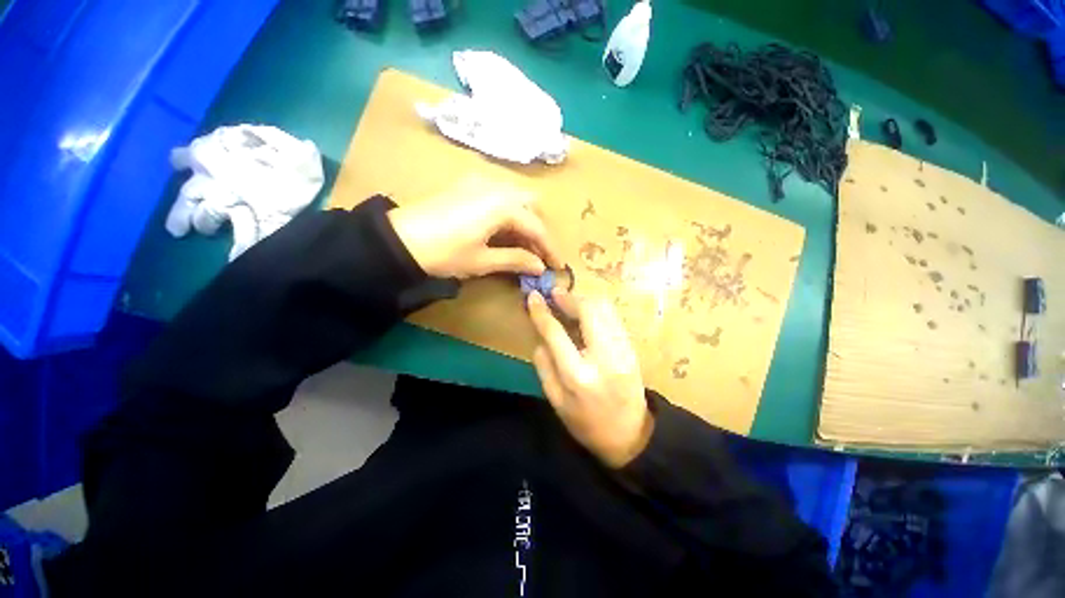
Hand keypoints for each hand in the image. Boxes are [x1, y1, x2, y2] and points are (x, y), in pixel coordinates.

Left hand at [387, 178, 562, 278]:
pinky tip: (502, 231)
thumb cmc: (444, 253)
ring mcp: (480, 181)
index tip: (557, 266)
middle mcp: (496, 186)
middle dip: (538, 230)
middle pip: (531, 205)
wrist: (399, 240)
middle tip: (537, 254)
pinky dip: (508, 213)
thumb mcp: (482, 261)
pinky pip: (499, 195)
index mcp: (503, 205)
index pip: (537, 227)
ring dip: (524, 221)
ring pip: (516, 198)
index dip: (550, 248)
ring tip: (521, 245)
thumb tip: (540, 267)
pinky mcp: (467, 184)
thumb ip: (516, 260)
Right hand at [528, 289, 653, 468]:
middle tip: (554, 296)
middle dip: (568, 298)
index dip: (541, 312)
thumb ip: (544, 366)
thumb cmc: (587, 423)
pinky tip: (585, 316)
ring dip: (583, 300)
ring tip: (568, 304)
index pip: (556, 332)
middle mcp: (604, 356)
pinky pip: (613, 316)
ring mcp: (623, 349)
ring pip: (605, 308)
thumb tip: (540, 337)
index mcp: (578, 375)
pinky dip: (596, 309)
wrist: (630, 435)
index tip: (533, 297)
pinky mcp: (632, 347)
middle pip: (589, 310)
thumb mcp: (556, 401)